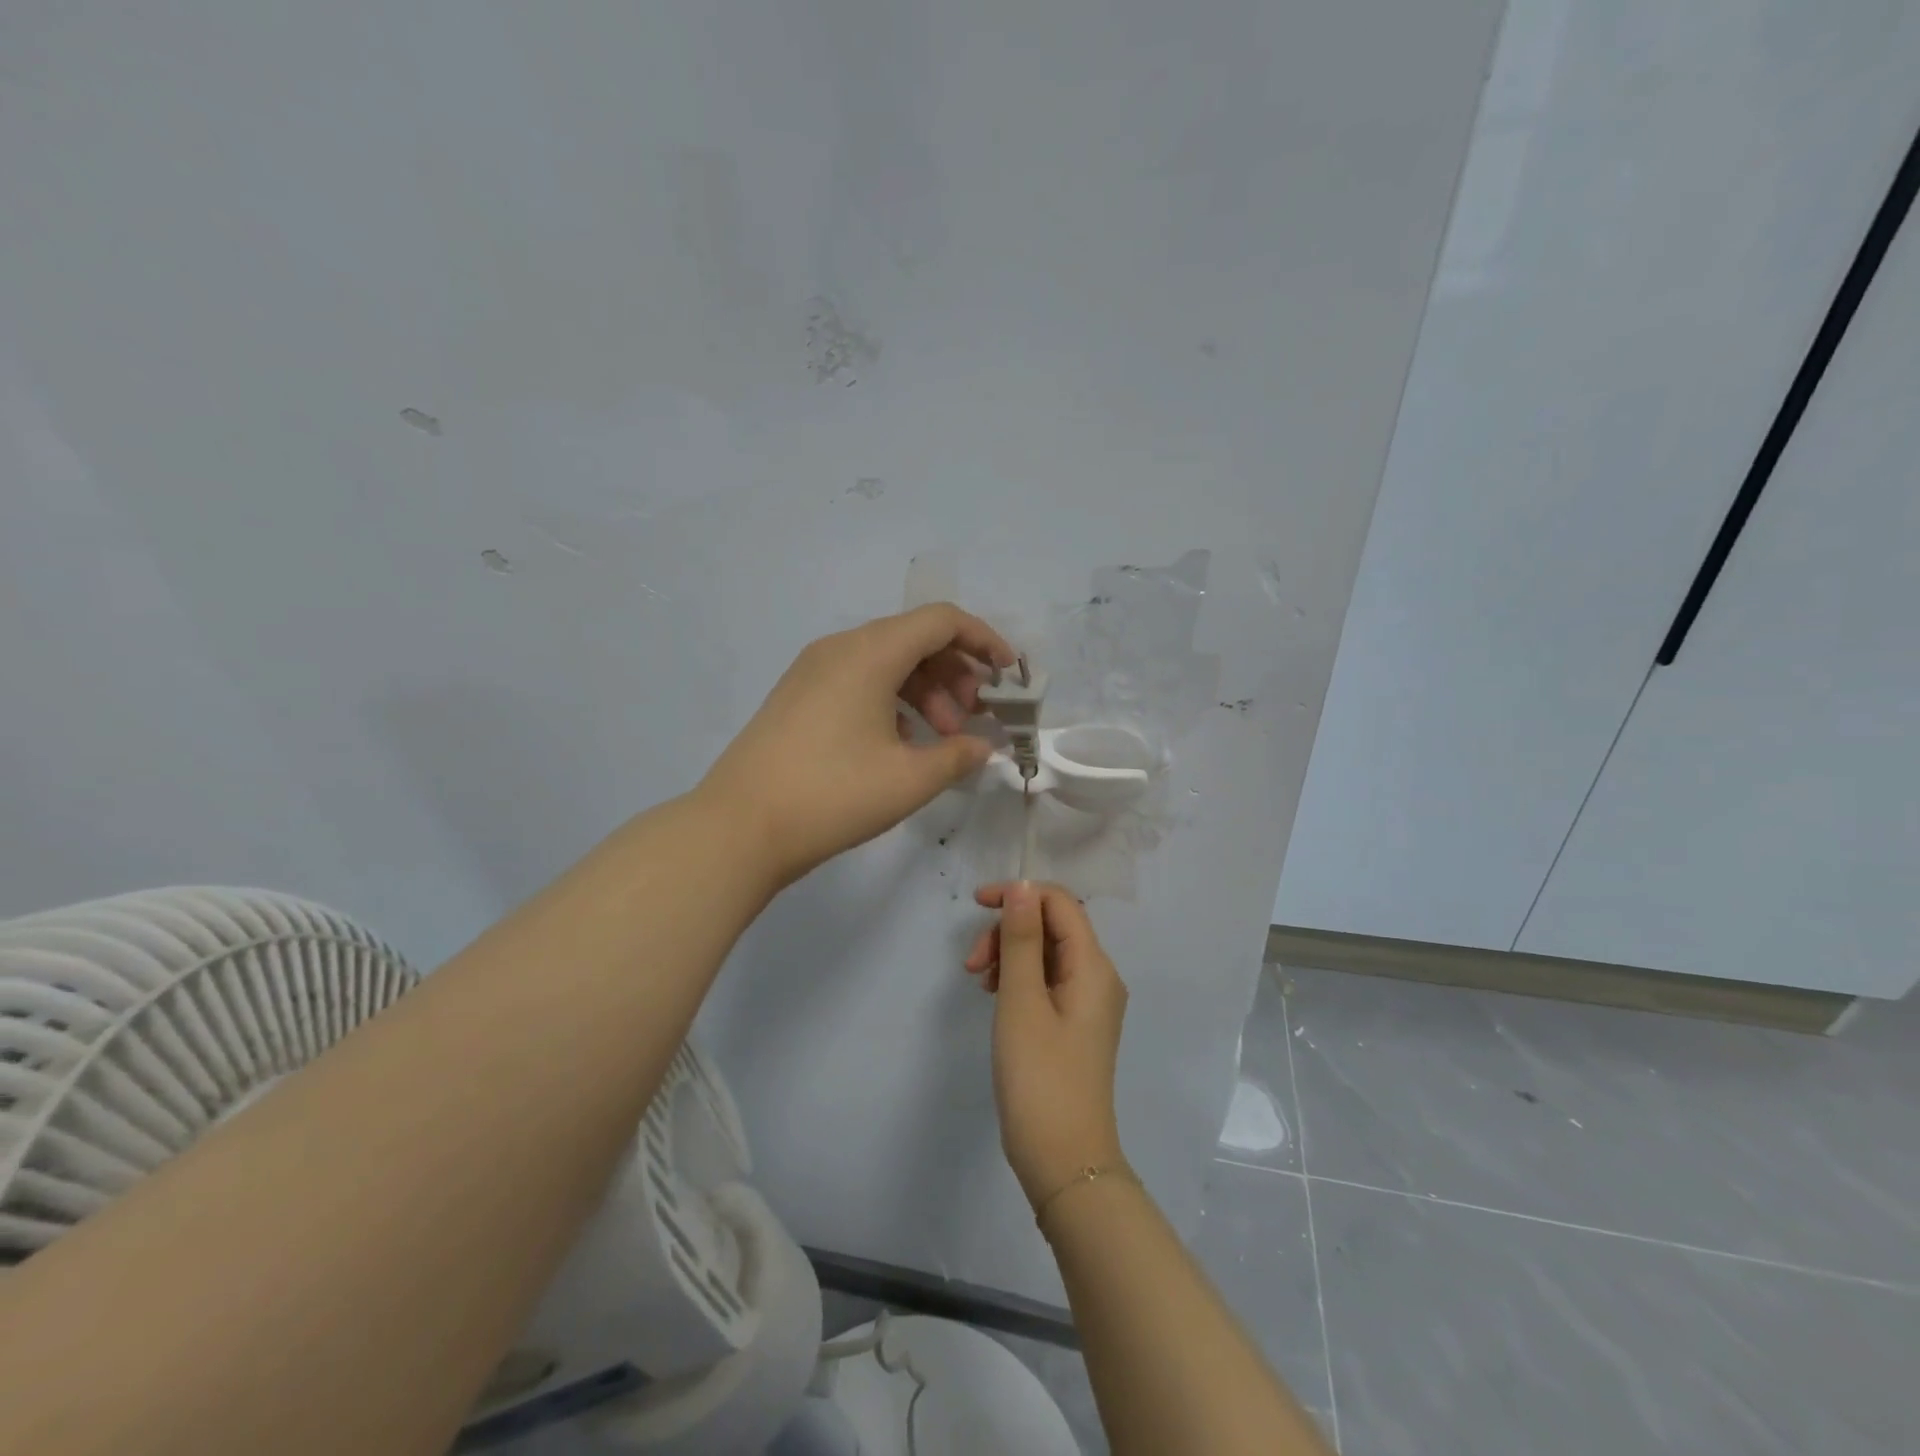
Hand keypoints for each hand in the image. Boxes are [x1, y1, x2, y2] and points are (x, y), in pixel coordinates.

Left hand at [700, 603, 1016, 888]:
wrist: (739, 827)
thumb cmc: (832, 795)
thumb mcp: (909, 779)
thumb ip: (958, 755)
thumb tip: (982, 746)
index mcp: (869, 652)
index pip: (941, 621)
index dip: (984, 640)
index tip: (1009, 675)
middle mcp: (840, 648)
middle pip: (914, 639)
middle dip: (955, 673)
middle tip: (972, 718)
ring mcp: (813, 670)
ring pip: (886, 662)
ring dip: (925, 691)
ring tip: (941, 738)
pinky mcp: (798, 696)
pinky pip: (859, 681)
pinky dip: (892, 701)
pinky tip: (901, 745)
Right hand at [964, 882, 1128, 1207]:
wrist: (1064, 1162)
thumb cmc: (1040, 1078)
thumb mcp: (1022, 1001)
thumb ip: (1022, 939)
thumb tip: (1022, 886)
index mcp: (1093, 966)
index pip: (1060, 903)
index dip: (1019, 894)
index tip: (976, 905)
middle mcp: (1098, 977)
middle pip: (1052, 926)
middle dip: (1009, 931)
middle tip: (973, 964)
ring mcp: (1088, 1003)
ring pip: (1046, 953)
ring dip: (1010, 955)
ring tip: (979, 983)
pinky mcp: (1074, 1025)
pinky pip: (1046, 981)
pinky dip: (1018, 979)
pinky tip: (995, 997)